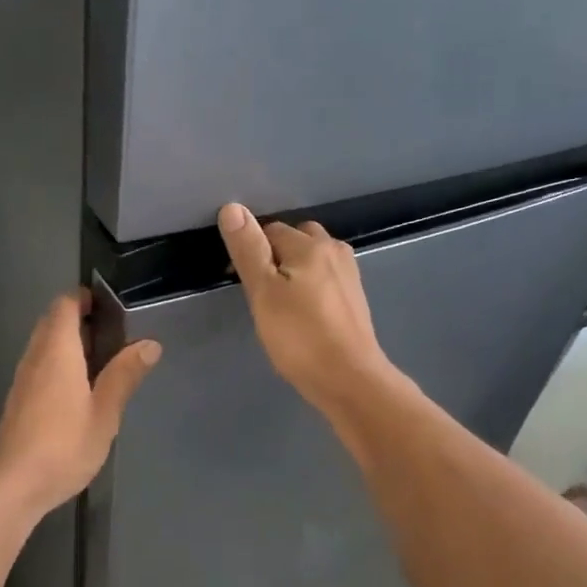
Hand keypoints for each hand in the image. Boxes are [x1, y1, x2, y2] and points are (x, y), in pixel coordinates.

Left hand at [0, 289, 160, 516]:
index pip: (65, 304)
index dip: (86, 298)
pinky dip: (61, 365)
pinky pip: (41, 367)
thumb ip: (125, 375)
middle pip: (54, 322)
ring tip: (105, 364)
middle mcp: (35, 356)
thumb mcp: (104, 412)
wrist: (11, 486)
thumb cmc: (63, 445)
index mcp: (57, 350)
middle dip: (82, 321)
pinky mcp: (19, 401)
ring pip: (46, 345)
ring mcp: (23, 379)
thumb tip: (150, 344)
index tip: (113, 308)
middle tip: (116, 338)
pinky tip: (81, 392)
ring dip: (72, 345)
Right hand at [217, 203, 395, 413]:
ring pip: (312, 259)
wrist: (349, 379)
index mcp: (310, 245)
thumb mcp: (264, 293)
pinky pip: (325, 278)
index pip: (269, 230)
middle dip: (275, 255)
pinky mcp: (354, 298)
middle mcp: (334, 250)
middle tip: (261, 292)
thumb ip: (248, 249)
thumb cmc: (300, 337)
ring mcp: (349, 275)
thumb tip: (233, 207)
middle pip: (296, 239)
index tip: (242, 282)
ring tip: (280, 303)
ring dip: (294, 271)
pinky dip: (310, 286)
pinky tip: (303, 312)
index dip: (251, 251)